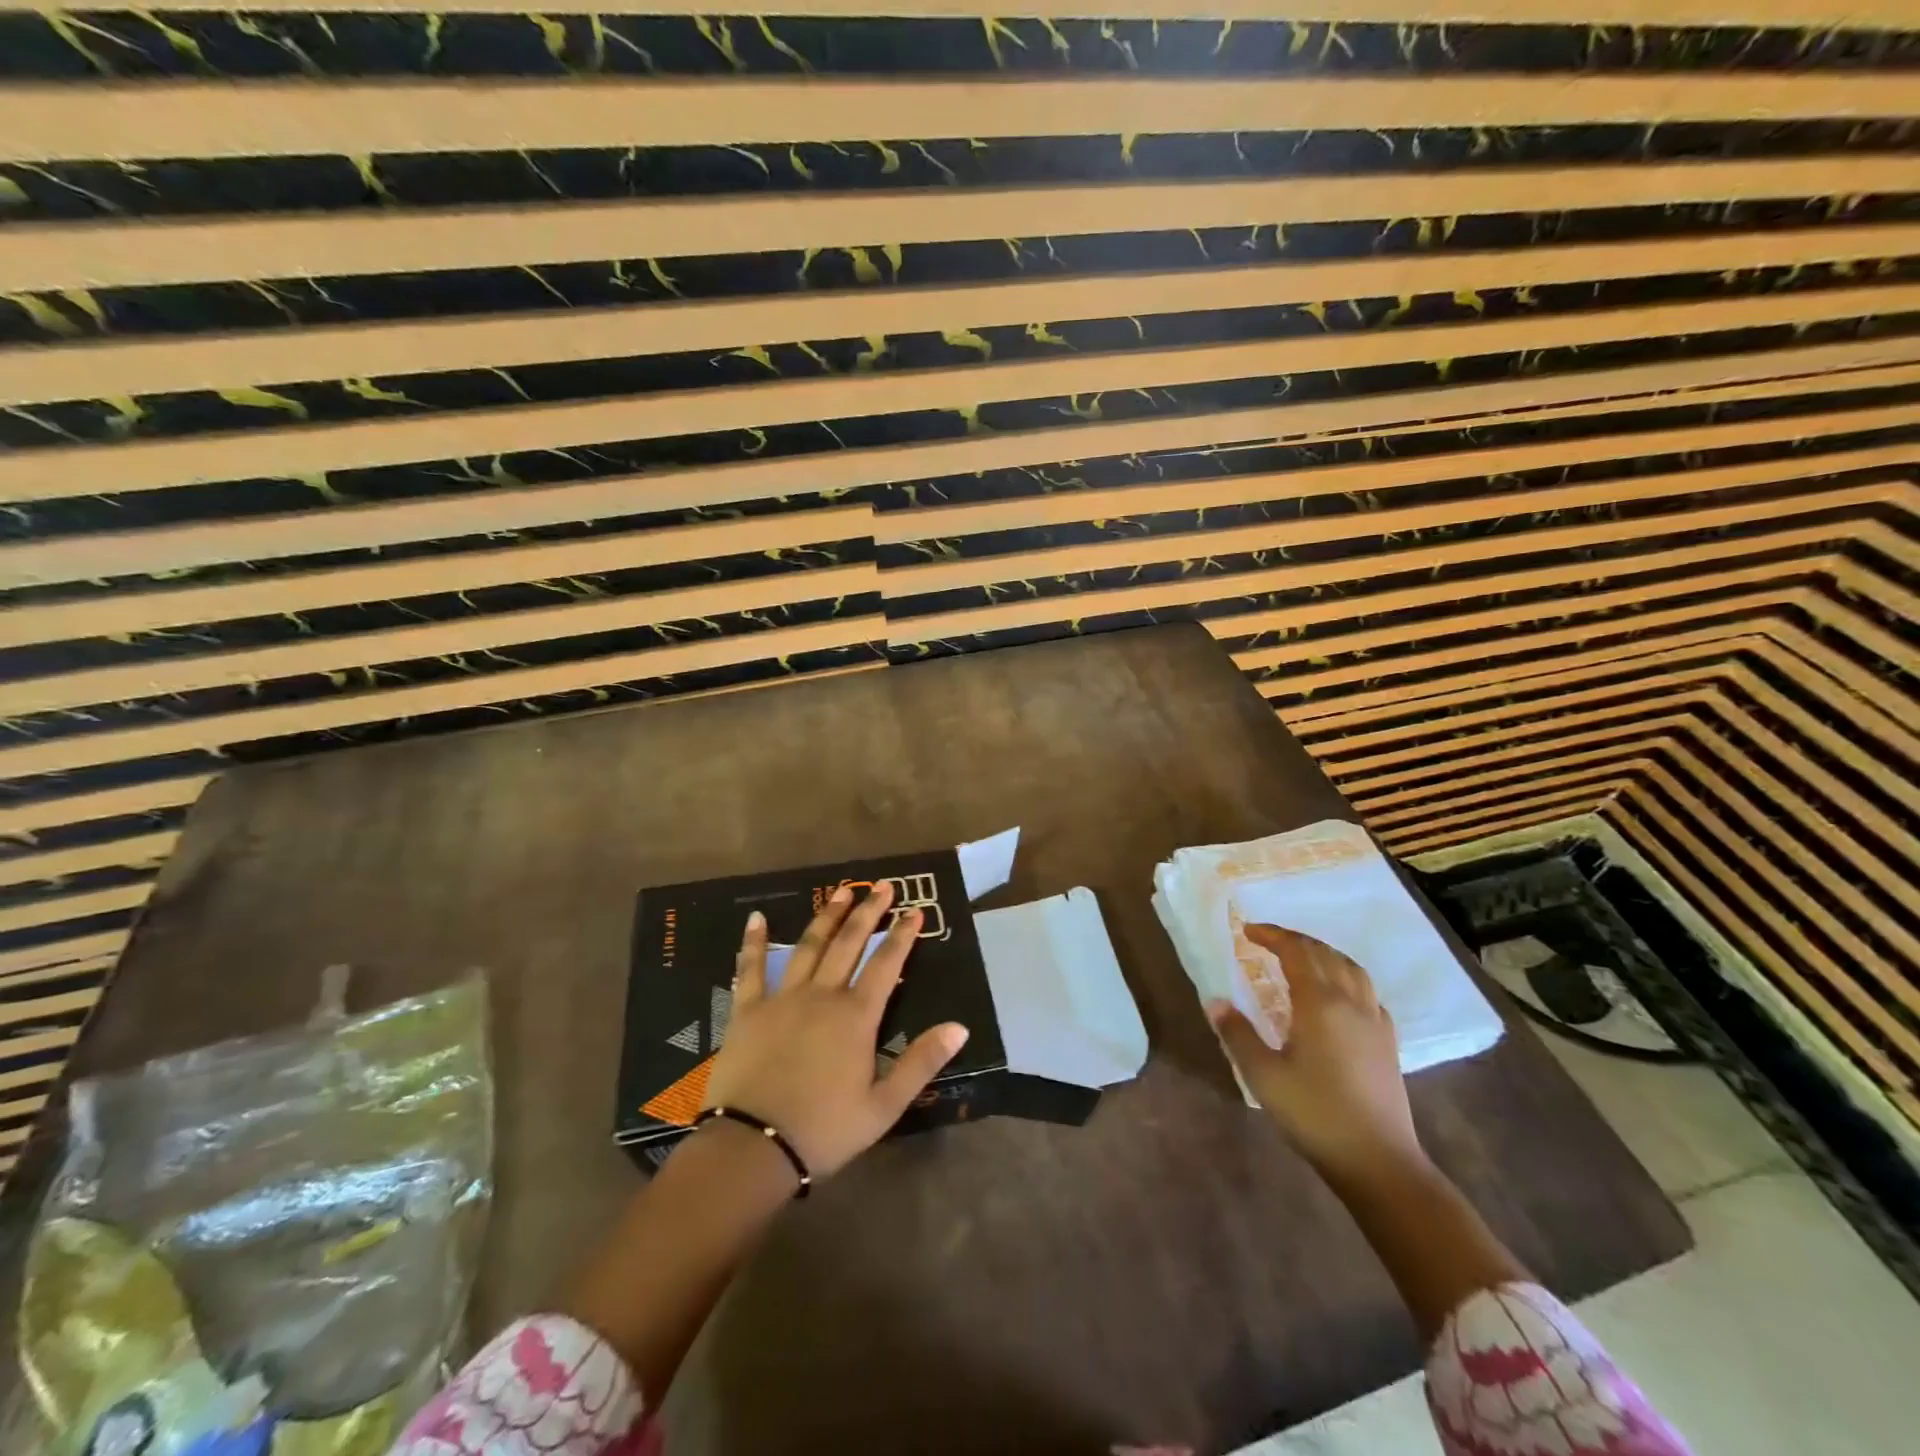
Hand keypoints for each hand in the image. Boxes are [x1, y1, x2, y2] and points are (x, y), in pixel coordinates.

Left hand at [702, 879, 969, 1179]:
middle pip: (849, 944)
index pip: (887, 964)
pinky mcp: (748, 1011)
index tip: (915, 910)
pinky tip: (756, 918)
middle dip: (868, 913)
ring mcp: (782, 998)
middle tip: (882, 887)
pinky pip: (751, 969)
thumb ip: (921, 1063)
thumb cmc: (823, 1130)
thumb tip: (960, 1027)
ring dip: (827, 917)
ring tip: (841, 892)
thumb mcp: (884, 1106)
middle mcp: (822, 996)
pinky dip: (754, 942)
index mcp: (856, 1017)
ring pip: (809, 947)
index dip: (903, 936)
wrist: (752, 1148)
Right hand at [1208, 924, 1424, 1186]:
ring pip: (1352, 969)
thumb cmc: (1315, 1115)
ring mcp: (1374, 1022)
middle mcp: (1351, 1003)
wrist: (1379, 1162)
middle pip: (1325, 954)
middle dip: (1295, 940)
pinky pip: (1368, 993)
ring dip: (1324, 954)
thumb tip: (1215, 1002)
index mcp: (1320, 1003)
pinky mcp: (1388, 1043)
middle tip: (1267, 940)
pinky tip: (1338, 996)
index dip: (1273, 936)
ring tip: (1302, 958)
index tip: (1248, 931)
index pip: (1297, 952)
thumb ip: (1238, 1034)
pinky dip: (1347, 978)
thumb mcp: (1264, 1075)